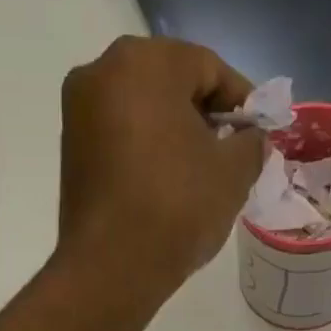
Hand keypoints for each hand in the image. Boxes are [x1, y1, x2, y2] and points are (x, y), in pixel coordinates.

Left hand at [56, 36, 267, 306]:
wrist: (110, 269)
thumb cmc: (176, 208)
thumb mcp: (232, 174)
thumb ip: (251, 144)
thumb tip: (250, 140)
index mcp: (144, 61)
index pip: (209, 67)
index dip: (242, 101)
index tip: (260, 133)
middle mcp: (101, 72)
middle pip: (170, 84)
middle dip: (204, 116)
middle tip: (231, 154)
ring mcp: (78, 113)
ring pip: (142, 112)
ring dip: (174, 135)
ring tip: (200, 175)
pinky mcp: (70, 152)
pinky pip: (120, 139)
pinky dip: (146, 153)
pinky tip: (166, 186)